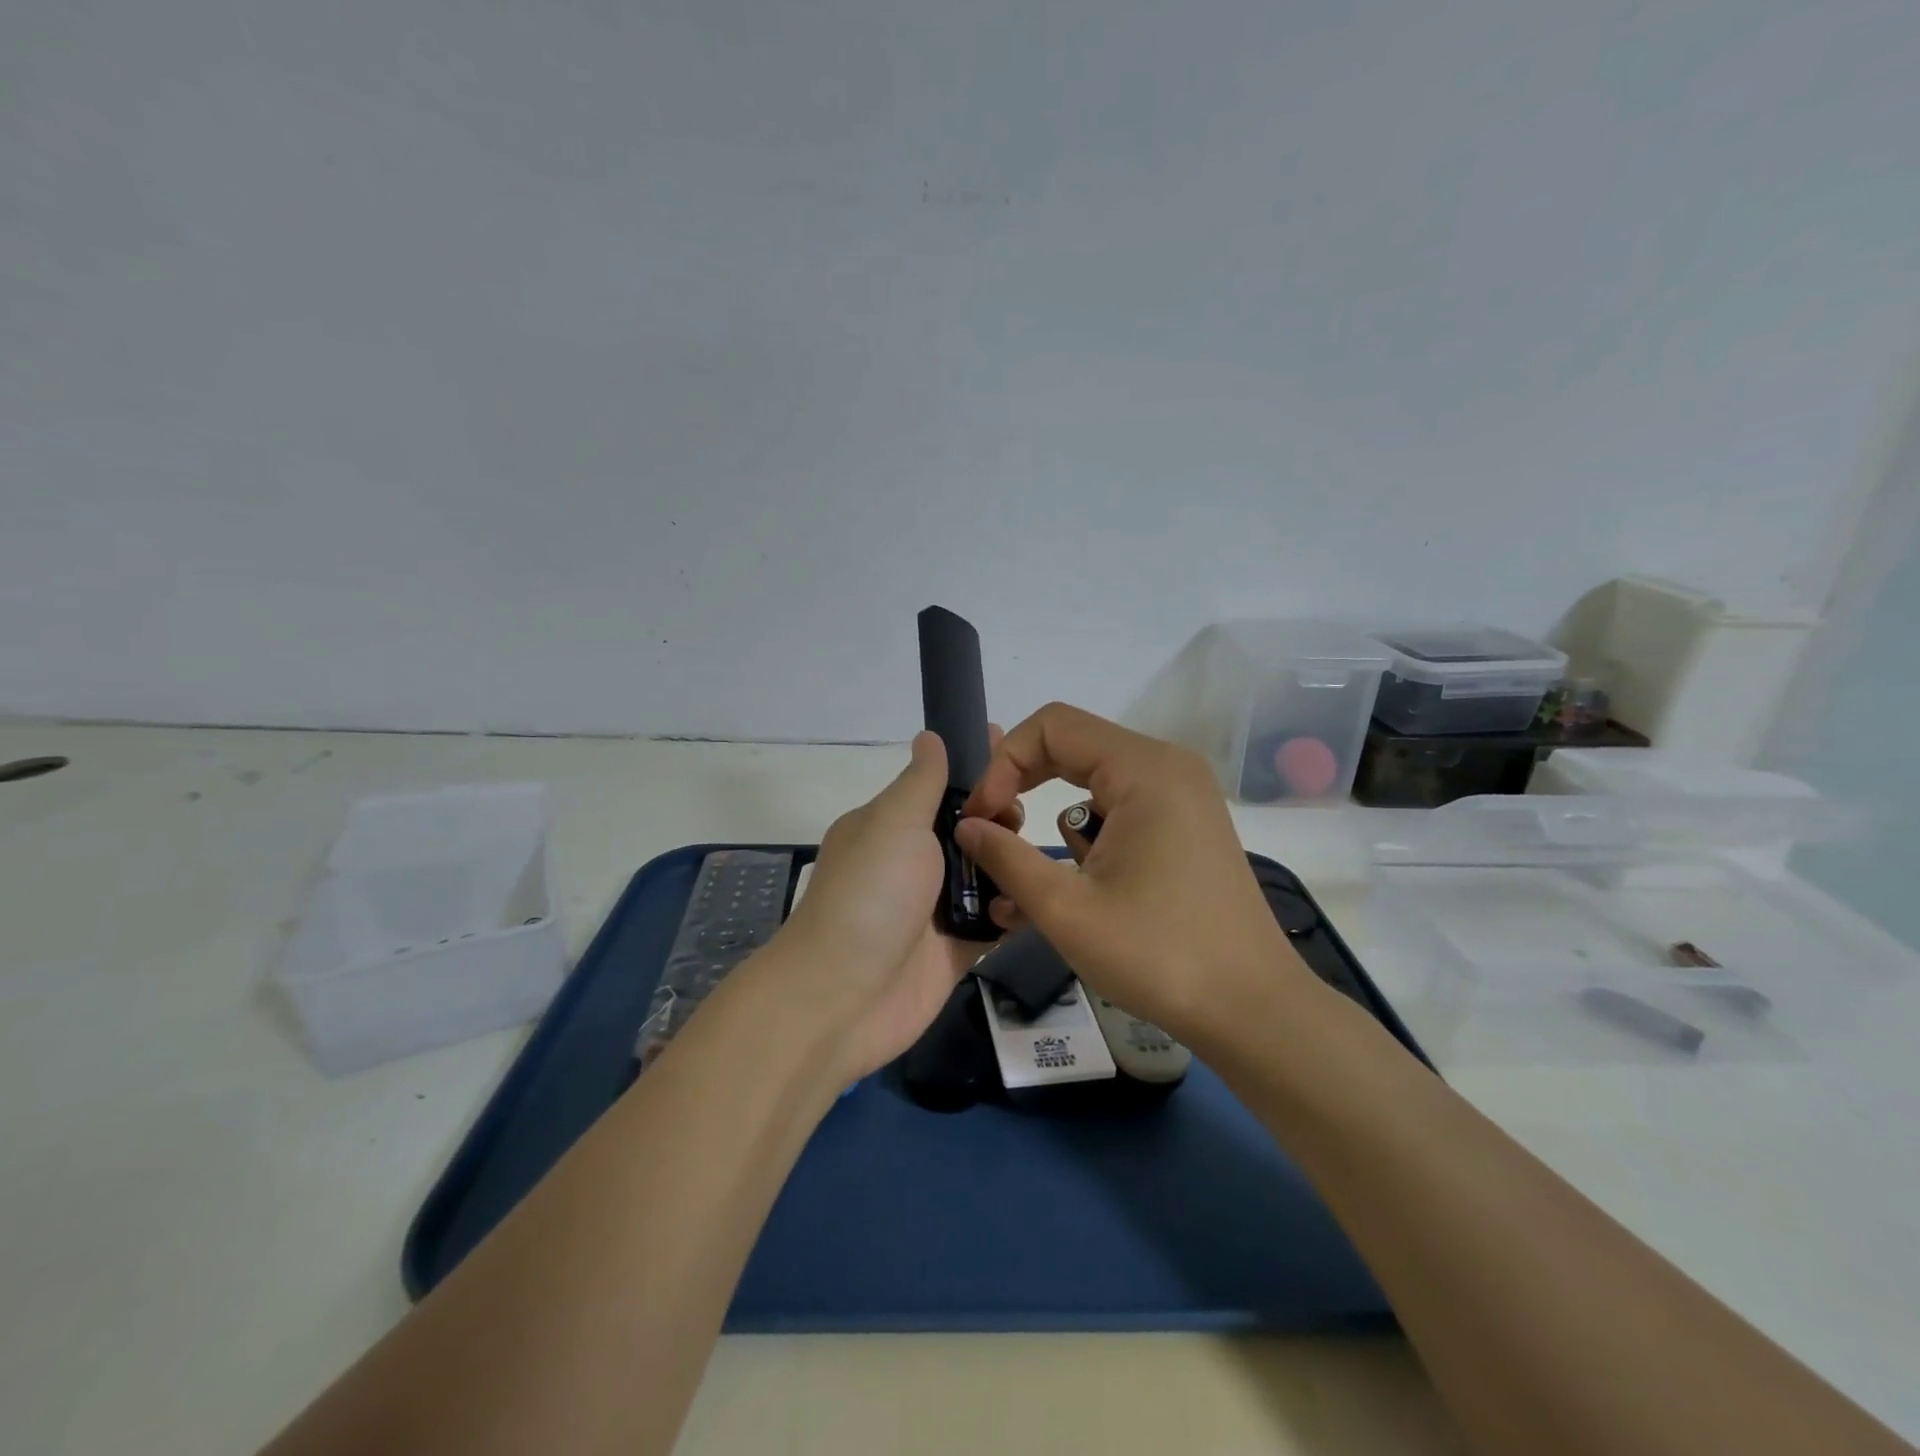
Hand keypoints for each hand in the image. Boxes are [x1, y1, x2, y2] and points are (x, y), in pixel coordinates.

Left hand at [772, 731, 1008, 1079]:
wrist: (843, 996)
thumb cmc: (870, 893)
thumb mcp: (894, 822)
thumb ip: (922, 781)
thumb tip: (929, 735)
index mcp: (892, 826)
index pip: (943, 786)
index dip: (978, 769)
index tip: (1017, 755)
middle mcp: (914, 862)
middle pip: (972, 829)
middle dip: (1002, 818)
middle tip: (1017, 819)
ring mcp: (934, 908)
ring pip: (989, 875)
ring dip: (1013, 864)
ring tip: (1033, 859)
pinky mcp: (954, 949)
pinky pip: (995, 921)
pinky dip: (1015, 910)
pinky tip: (1038, 898)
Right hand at [955, 703, 1313, 1047]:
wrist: (1253, 1010)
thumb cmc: (1159, 955)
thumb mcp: (1067, 909)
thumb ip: (1006, 857)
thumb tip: (966, 826)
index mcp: (1144, 769)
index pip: (1052, 726)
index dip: (1004, 763)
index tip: (982, 817)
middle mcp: (1167, 767)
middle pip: (1072, 747)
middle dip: (1022, 787)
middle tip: (993, 833)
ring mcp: (1181, 796)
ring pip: (1092, 783)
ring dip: (1054, 823)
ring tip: (1035, 881)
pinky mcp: (1185, 826)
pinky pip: (1119, 809)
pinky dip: (1087, 838)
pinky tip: (1074, 888)